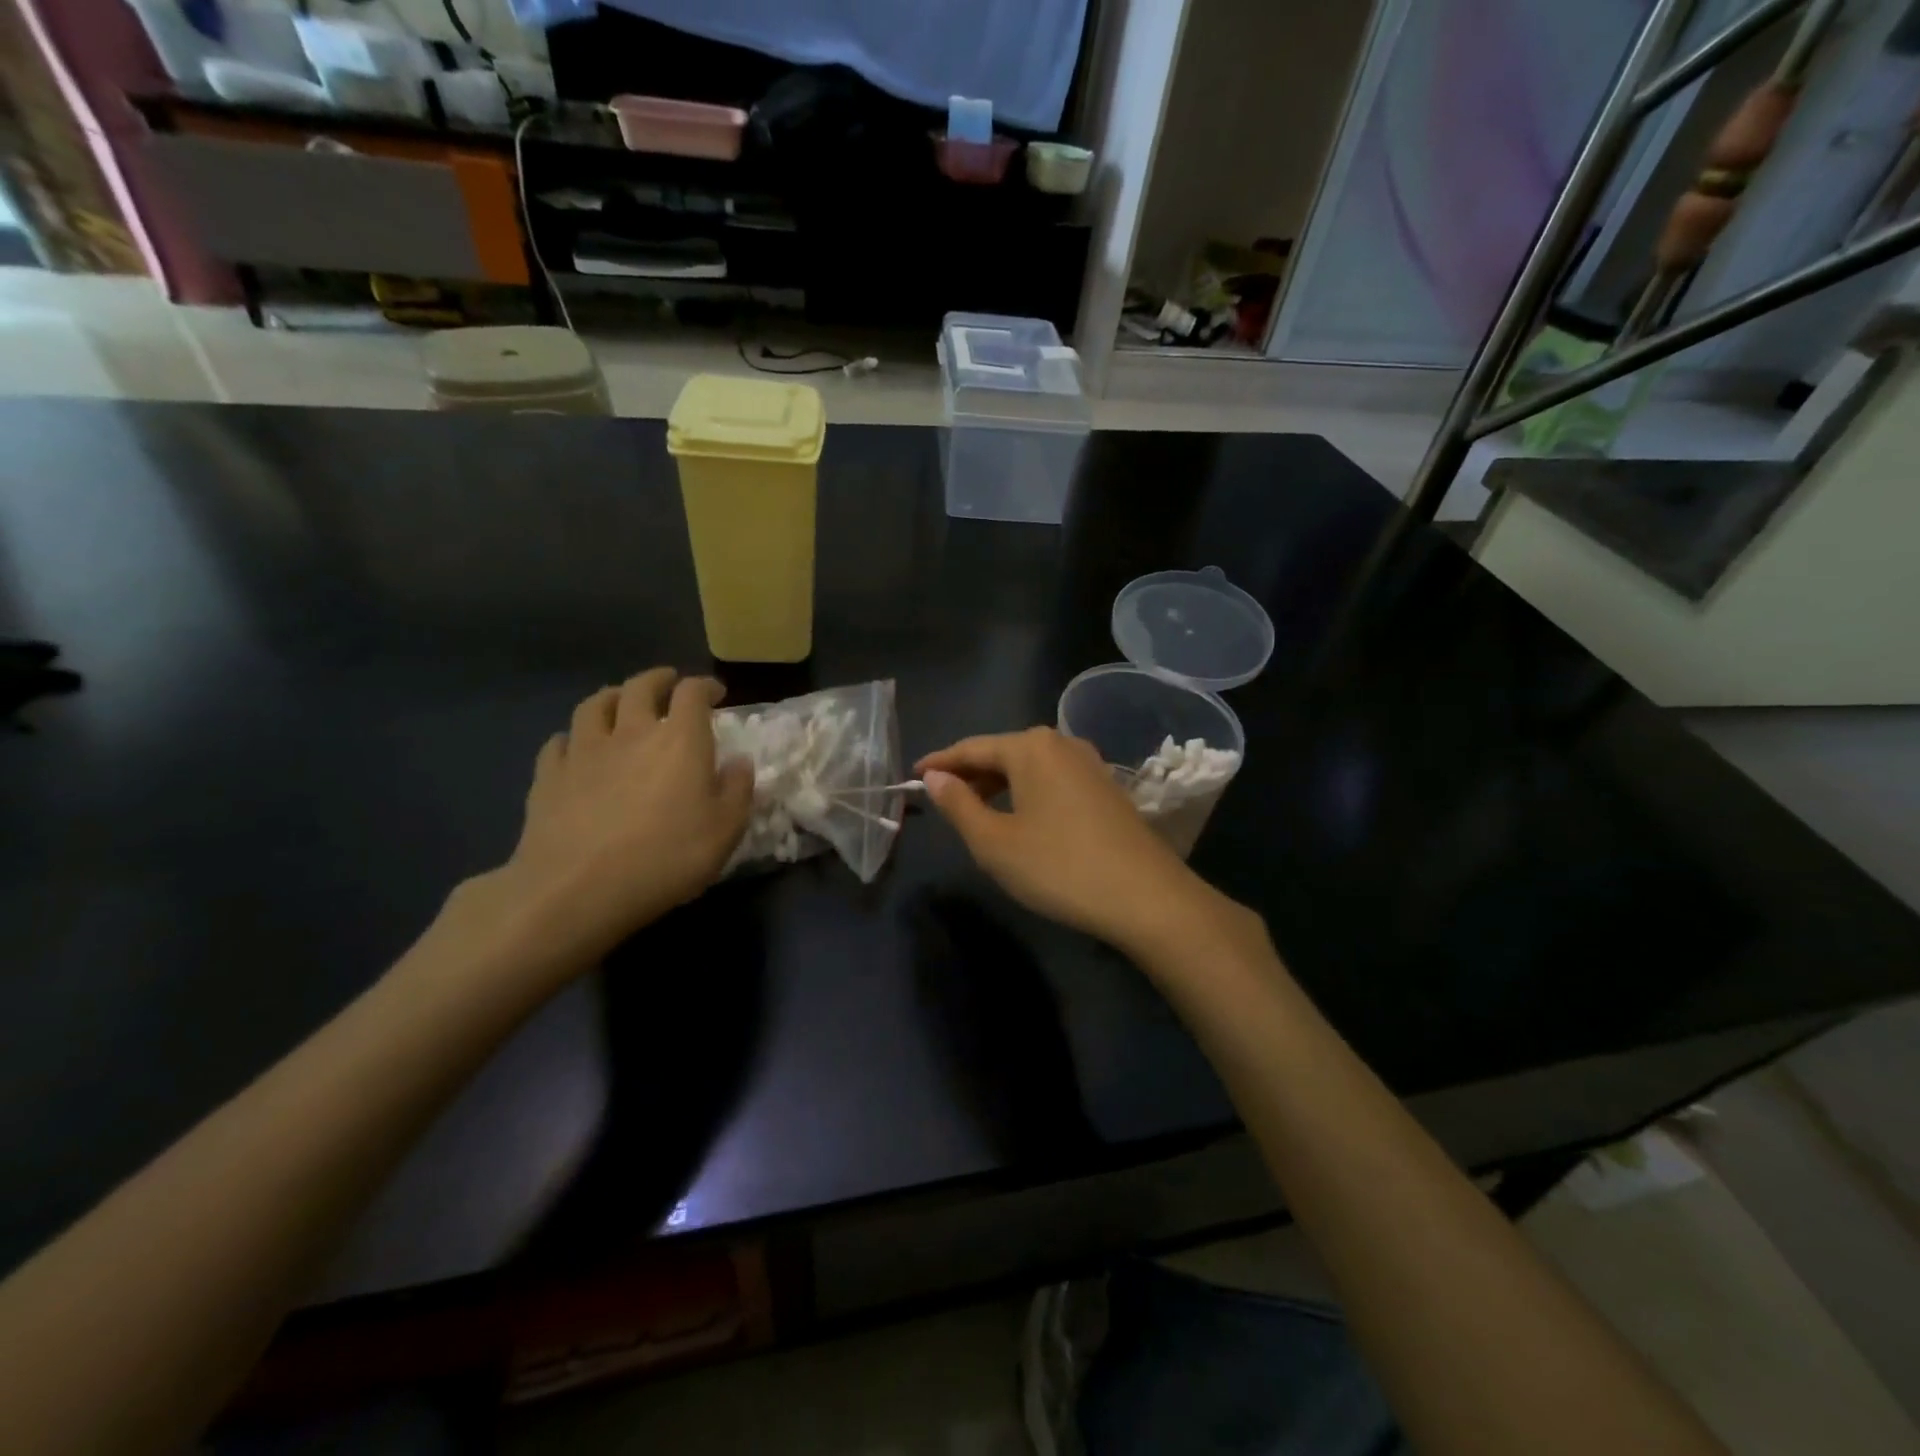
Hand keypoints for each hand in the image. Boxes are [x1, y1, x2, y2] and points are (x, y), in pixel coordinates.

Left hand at [454, 669, 753, 978]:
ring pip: (593, 705)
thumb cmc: (666, 857)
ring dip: (611, 696)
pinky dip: (572, 737)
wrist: (577, 889)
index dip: (705, 686)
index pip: (692, 693)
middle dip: (658, 680)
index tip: (716, 693)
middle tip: (668, 683)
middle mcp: (631, 732)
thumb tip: (740, 762)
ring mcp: (583, 751)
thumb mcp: (725, 831)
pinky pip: (558, 742)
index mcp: (680, 741)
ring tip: (620, 701)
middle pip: (640, 687)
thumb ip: (738, 791)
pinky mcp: (548, 776)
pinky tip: (575, 747)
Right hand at [916, 727, 1244, 958]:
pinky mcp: (1107, 787)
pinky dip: (1028, 793)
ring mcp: (1090, 764)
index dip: (939, 762)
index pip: (971, 748)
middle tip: (941, 798)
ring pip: (1030, 767)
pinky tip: (1022, 818)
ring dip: (1000, 785)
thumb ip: (959, 805)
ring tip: (976, 810)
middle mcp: (1062, 744)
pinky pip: (1054, 780)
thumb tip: (936, 777)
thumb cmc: (1059, 867)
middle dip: (970, 774)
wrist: (1146, 897)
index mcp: (1030, 747)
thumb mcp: (994, 842)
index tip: (913, 776)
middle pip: (1003, 753)